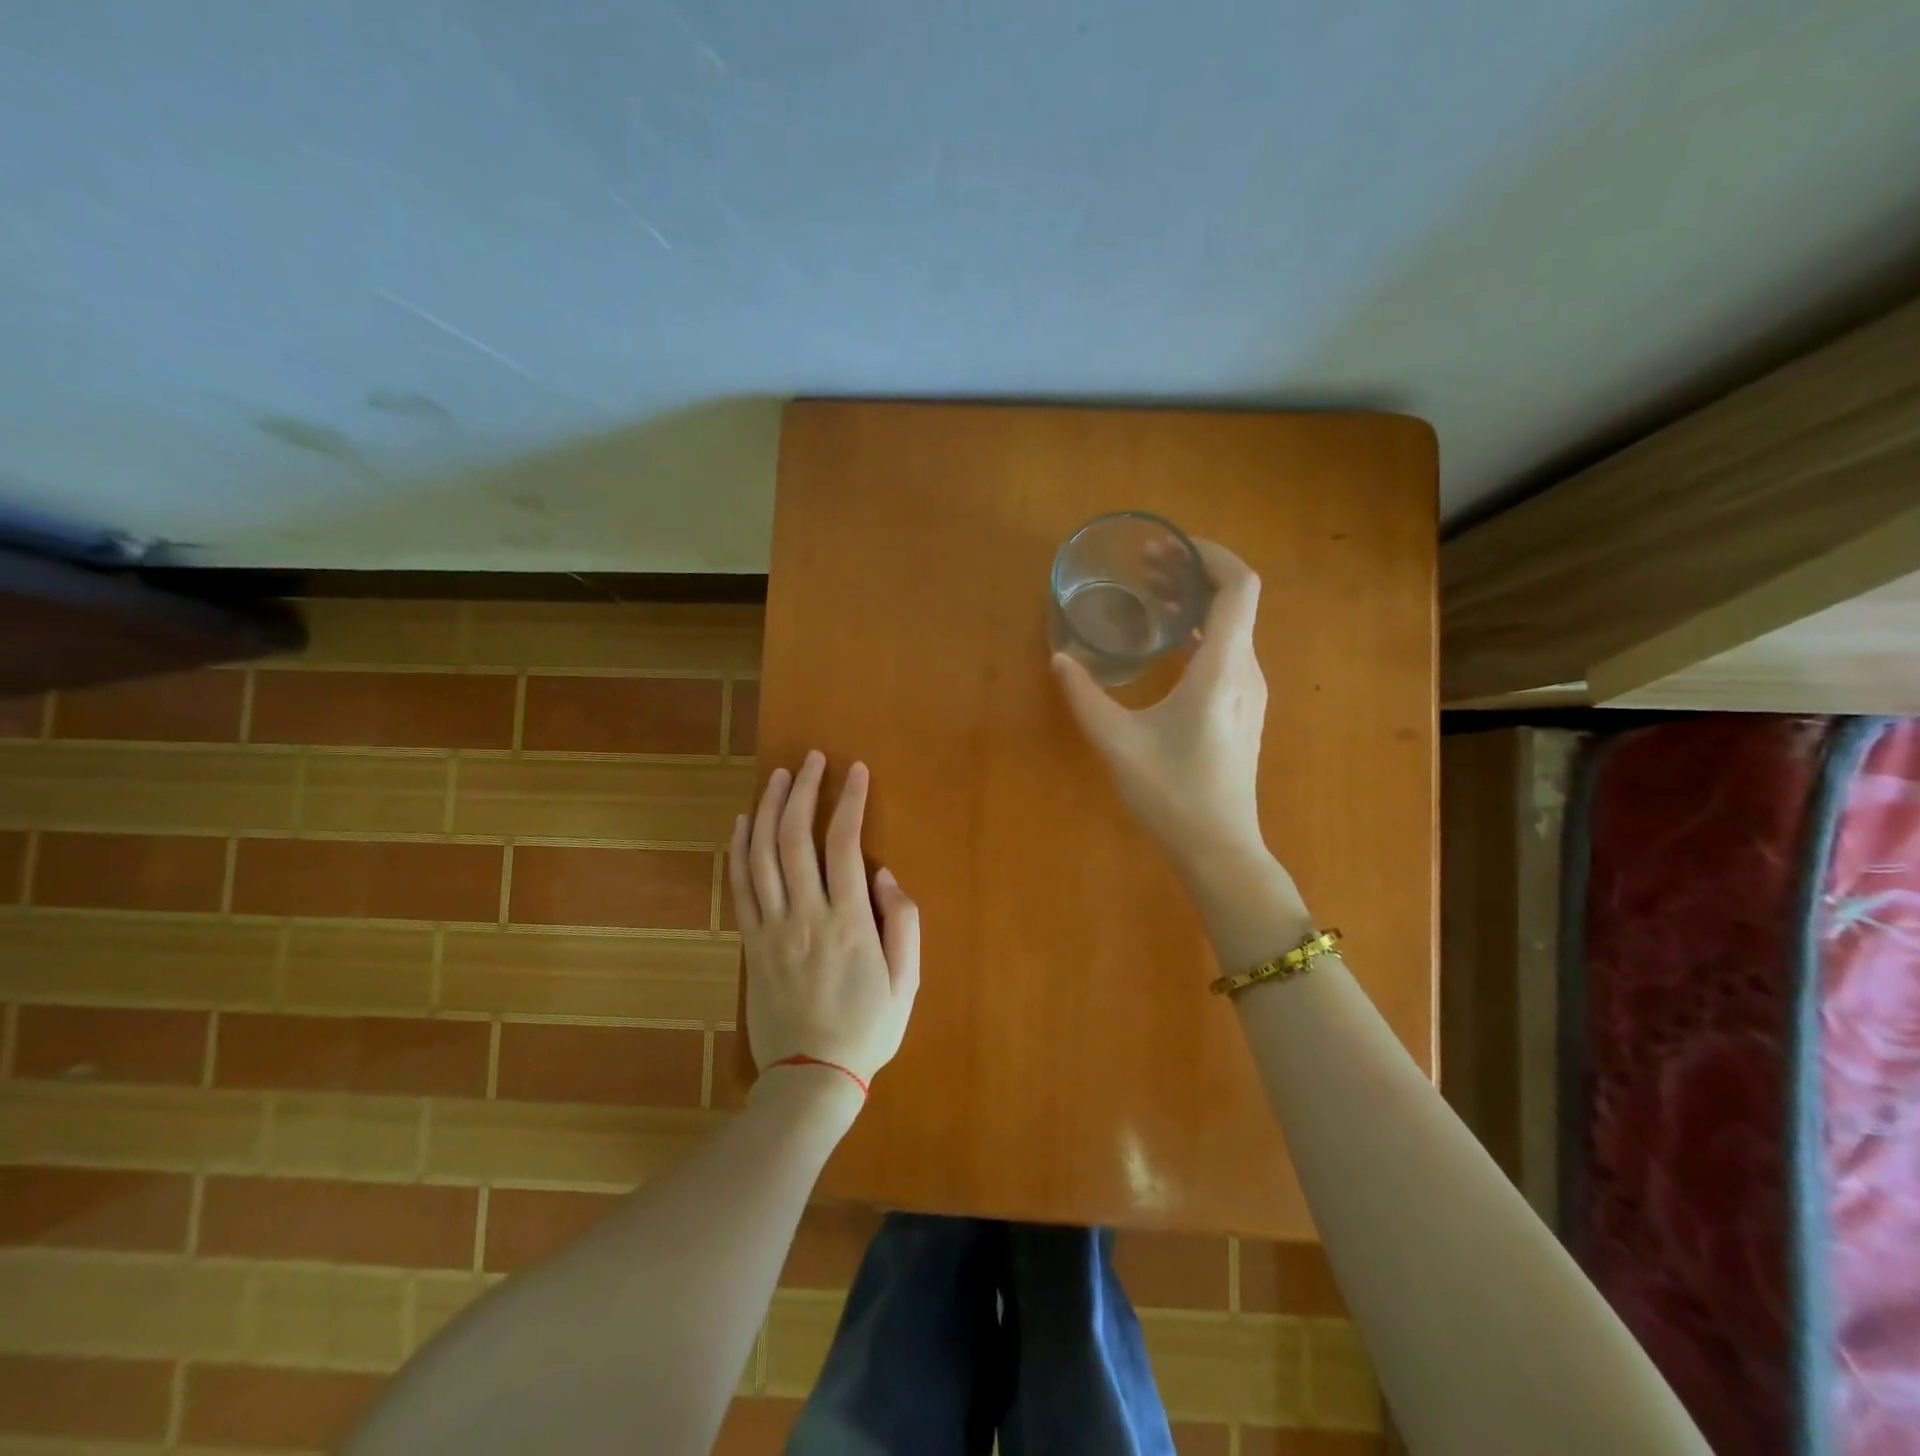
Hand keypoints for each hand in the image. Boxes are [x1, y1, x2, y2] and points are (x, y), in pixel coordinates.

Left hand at [728, 750, 920, 1089]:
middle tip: (811, 759)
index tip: (855, 769)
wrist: (810, 1078)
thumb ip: (904, 923)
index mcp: (849, 922)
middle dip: (804, 791)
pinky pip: (740, 888)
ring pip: (763, 855)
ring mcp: (772, 928)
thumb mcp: (907, 982)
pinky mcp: (751, 943)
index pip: (844, 844)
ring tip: (779, 776)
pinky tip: (744, 822)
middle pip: (796, 838)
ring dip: (769, 809)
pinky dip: (739, 850)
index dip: (849, 800)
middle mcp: (805, 915)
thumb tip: (885, 874)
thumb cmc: (868, 1029)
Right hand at [1053, 539, 1268, 878]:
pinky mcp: (1242, 709)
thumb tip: (1059, 658)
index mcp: (1222, 668)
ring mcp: (1248, 692)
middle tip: (1146, 566)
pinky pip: (1227, 651)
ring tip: (1150, 596)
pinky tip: (1165, 644)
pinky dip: (1199, 632)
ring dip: (1195, 603)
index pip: (1238, 586)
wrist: (1218, 847)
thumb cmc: (1172, 793)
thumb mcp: (1117, 742)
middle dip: (1192, 573)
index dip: (1210, 555)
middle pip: (1234, 600)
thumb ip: (1085, 696)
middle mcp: (1245, 671)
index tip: (1169, 547)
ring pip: (1232, 626)